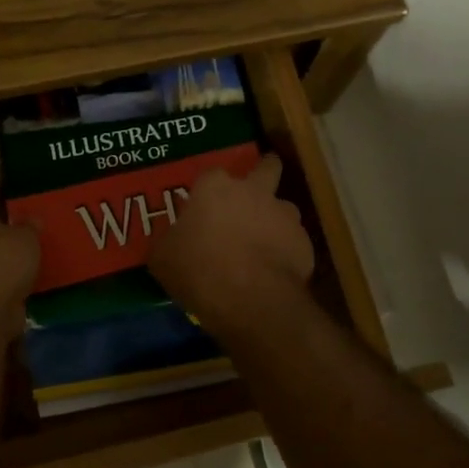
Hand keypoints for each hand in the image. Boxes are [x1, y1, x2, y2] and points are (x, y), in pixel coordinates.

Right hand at [149, 155, 313, 336]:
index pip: (211, 174)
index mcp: (215, 187)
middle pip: (267, 167)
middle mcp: (254, 191)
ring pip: (284, 207)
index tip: (203, 206)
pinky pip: (293, 242)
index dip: (208, 191)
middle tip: (255, 190)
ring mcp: (284, 215)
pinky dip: (285, 251)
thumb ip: (171, 240)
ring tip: (263, 244)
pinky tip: (274, 271)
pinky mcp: (304, 243)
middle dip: (264, 171)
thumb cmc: (199, 270)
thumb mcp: (164, 258)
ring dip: (275, 219)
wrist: (251, 300)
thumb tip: (173, 239)